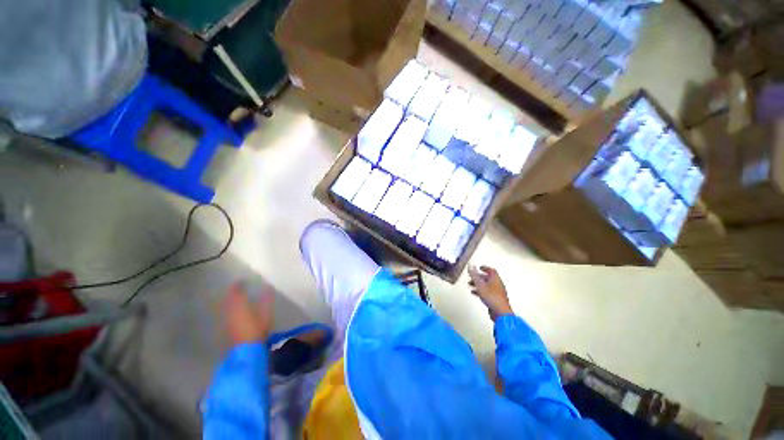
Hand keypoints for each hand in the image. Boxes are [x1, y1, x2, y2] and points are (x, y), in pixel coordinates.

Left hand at [223, 283, 273, 346]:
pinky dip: (227, 308)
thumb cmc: (258, 329)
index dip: (238, 285)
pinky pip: (225, 313)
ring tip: (233, 297)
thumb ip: (266, 300)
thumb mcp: (266, 314)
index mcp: (240, 305)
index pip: (236, 292)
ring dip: (228, 300)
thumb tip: (268, 287)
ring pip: (225, 306)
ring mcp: (226, 319)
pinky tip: (231, 310)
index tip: (242, 281)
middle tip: (237, 288)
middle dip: (232, 292)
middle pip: (228, 298)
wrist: (246, 349)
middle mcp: (230, 310)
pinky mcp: (226, 327)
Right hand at [468, 265, 512, 320]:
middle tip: (472, 277)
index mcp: (495, 279)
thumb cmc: (492, 297)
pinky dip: (480, 291)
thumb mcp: (480, 284)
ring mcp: (497, 292)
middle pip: (488, 278)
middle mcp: (498, 284)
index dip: (484, 268)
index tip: (479, 267)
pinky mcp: (496, 299)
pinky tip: (475, 293)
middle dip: (479, 277)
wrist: (500, 312)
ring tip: (471, 285)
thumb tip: (470, 266)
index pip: (491, 270)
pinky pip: (487, 292)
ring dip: (478, 284)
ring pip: (487, 285)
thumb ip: (474, 275)